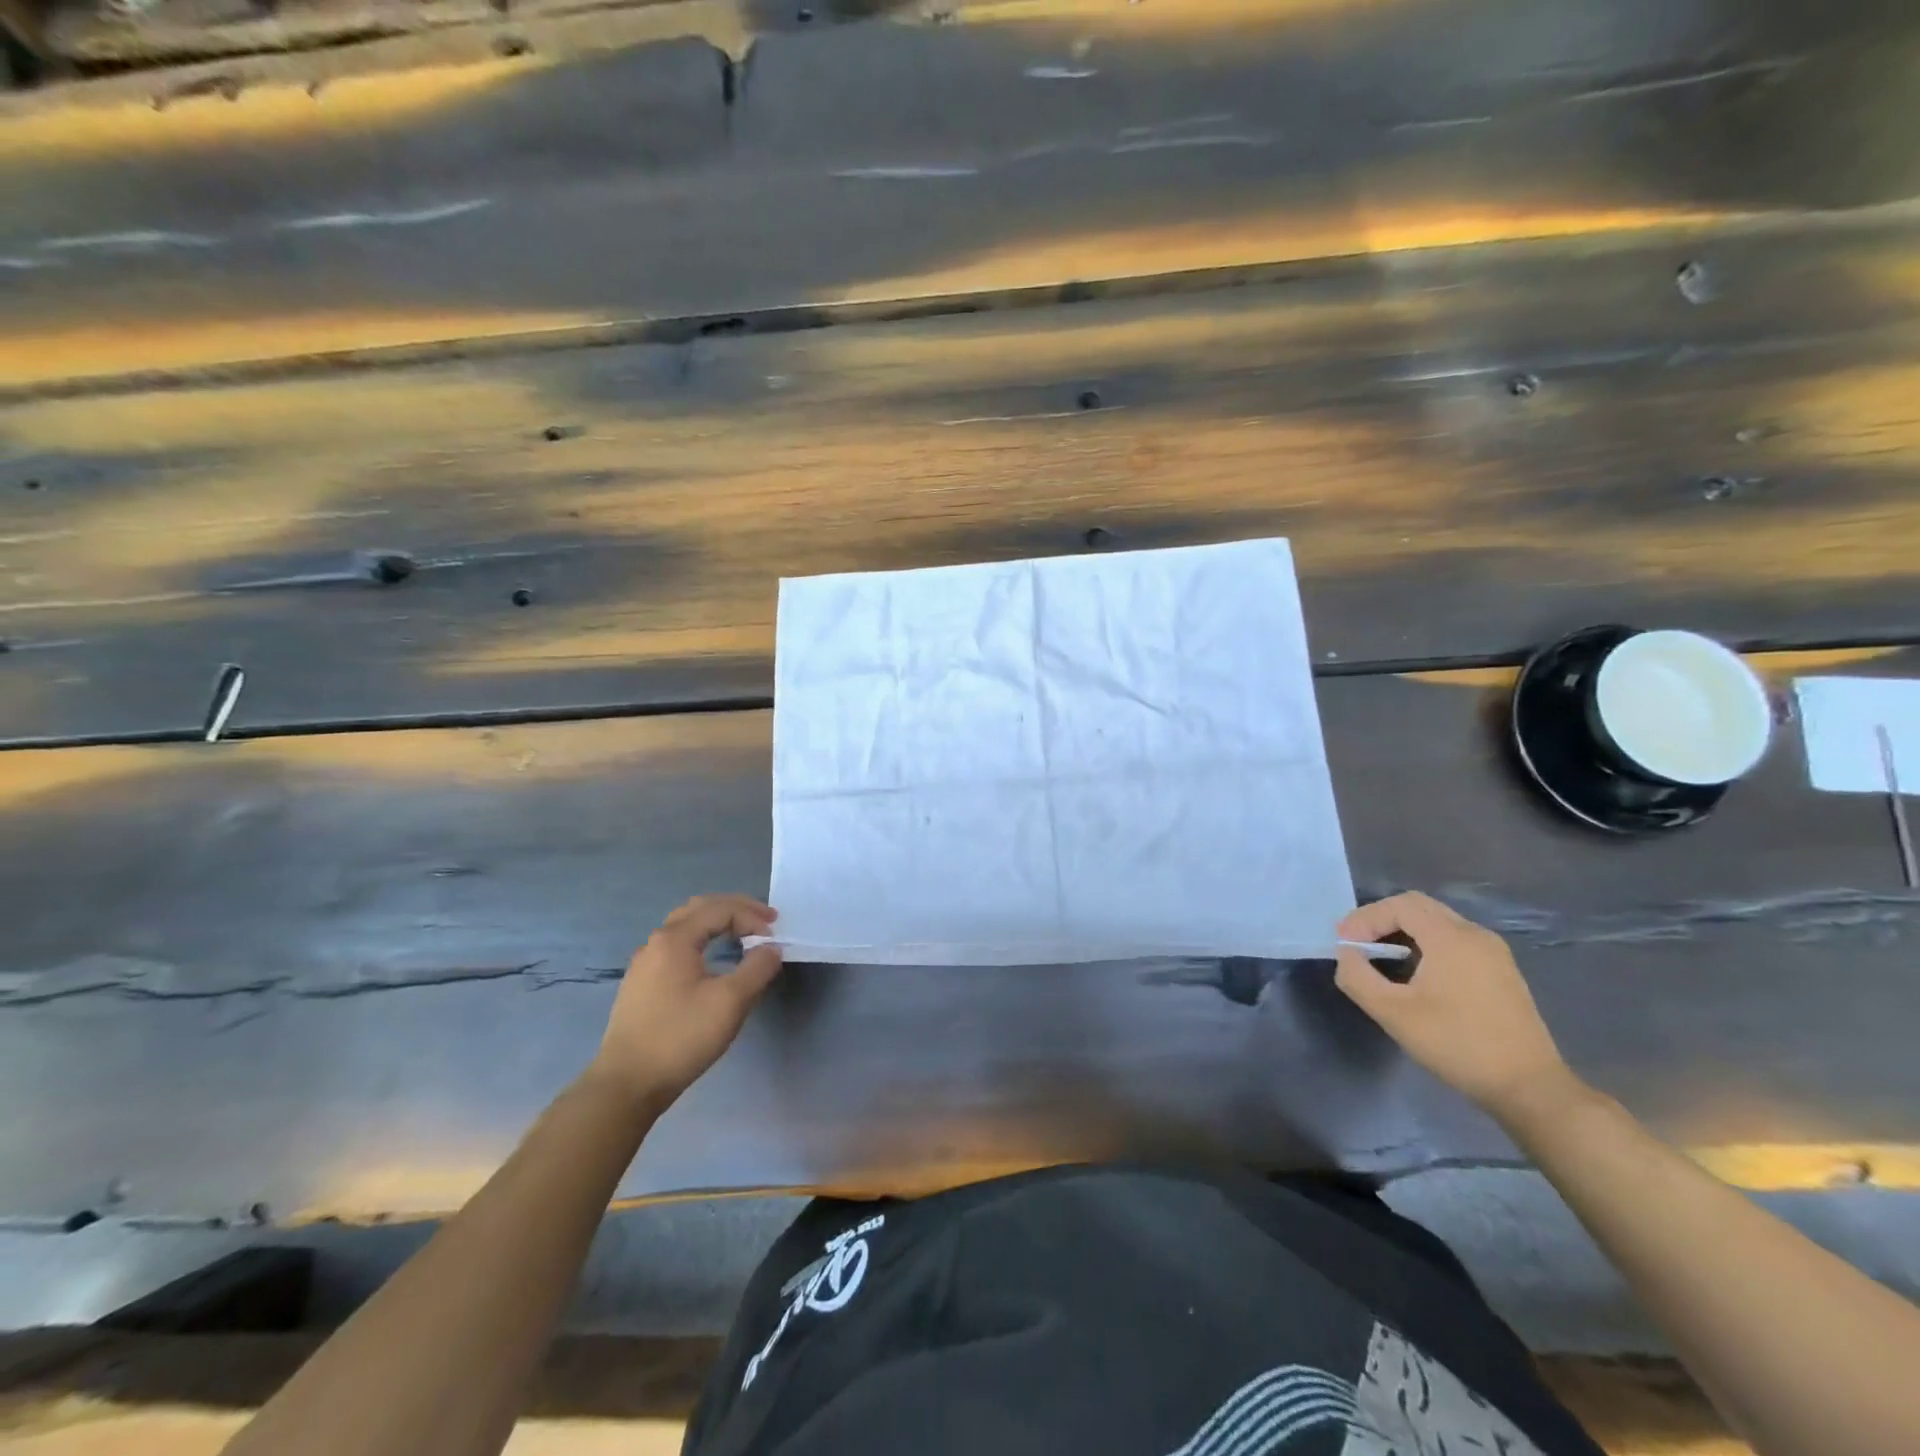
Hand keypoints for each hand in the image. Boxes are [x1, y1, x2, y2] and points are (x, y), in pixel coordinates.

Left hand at [586, 895, 783, 1111]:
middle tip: (765, 920)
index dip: (753, 917)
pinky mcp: (641, 984)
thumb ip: (757, 968)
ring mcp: (645, 964)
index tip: (776, 938)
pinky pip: (677, 945)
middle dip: (736, 909)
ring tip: (743, 934)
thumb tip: (772, 948)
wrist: (627, 1084)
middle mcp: (656, 942)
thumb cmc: (681, 1037)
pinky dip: (703, 939)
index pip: (721, 910)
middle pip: (700, 908)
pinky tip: (714, 960)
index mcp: (675, 939)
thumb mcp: (730, 1002)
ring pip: (686, 926)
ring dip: (718, 923)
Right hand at [1334, 891, 1575, 1119]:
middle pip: (1419, 907)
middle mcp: (1475, 935)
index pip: (1399, 905)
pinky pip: (1455, 941)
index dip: (1365, 918)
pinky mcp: (1501, 972)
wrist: (1529, 1088)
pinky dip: (1426, 945)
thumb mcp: (1393, 1013)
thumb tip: (1347, 954)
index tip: (1343, 944)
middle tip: (1357, 944)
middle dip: (1381, 920)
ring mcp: (1493, 953)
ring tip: (1379, 958)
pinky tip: (1415, 974)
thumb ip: (1357, 977)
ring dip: (1403, 932)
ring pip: (1438, 923)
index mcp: (1451, 938)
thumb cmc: (1458, 1045)